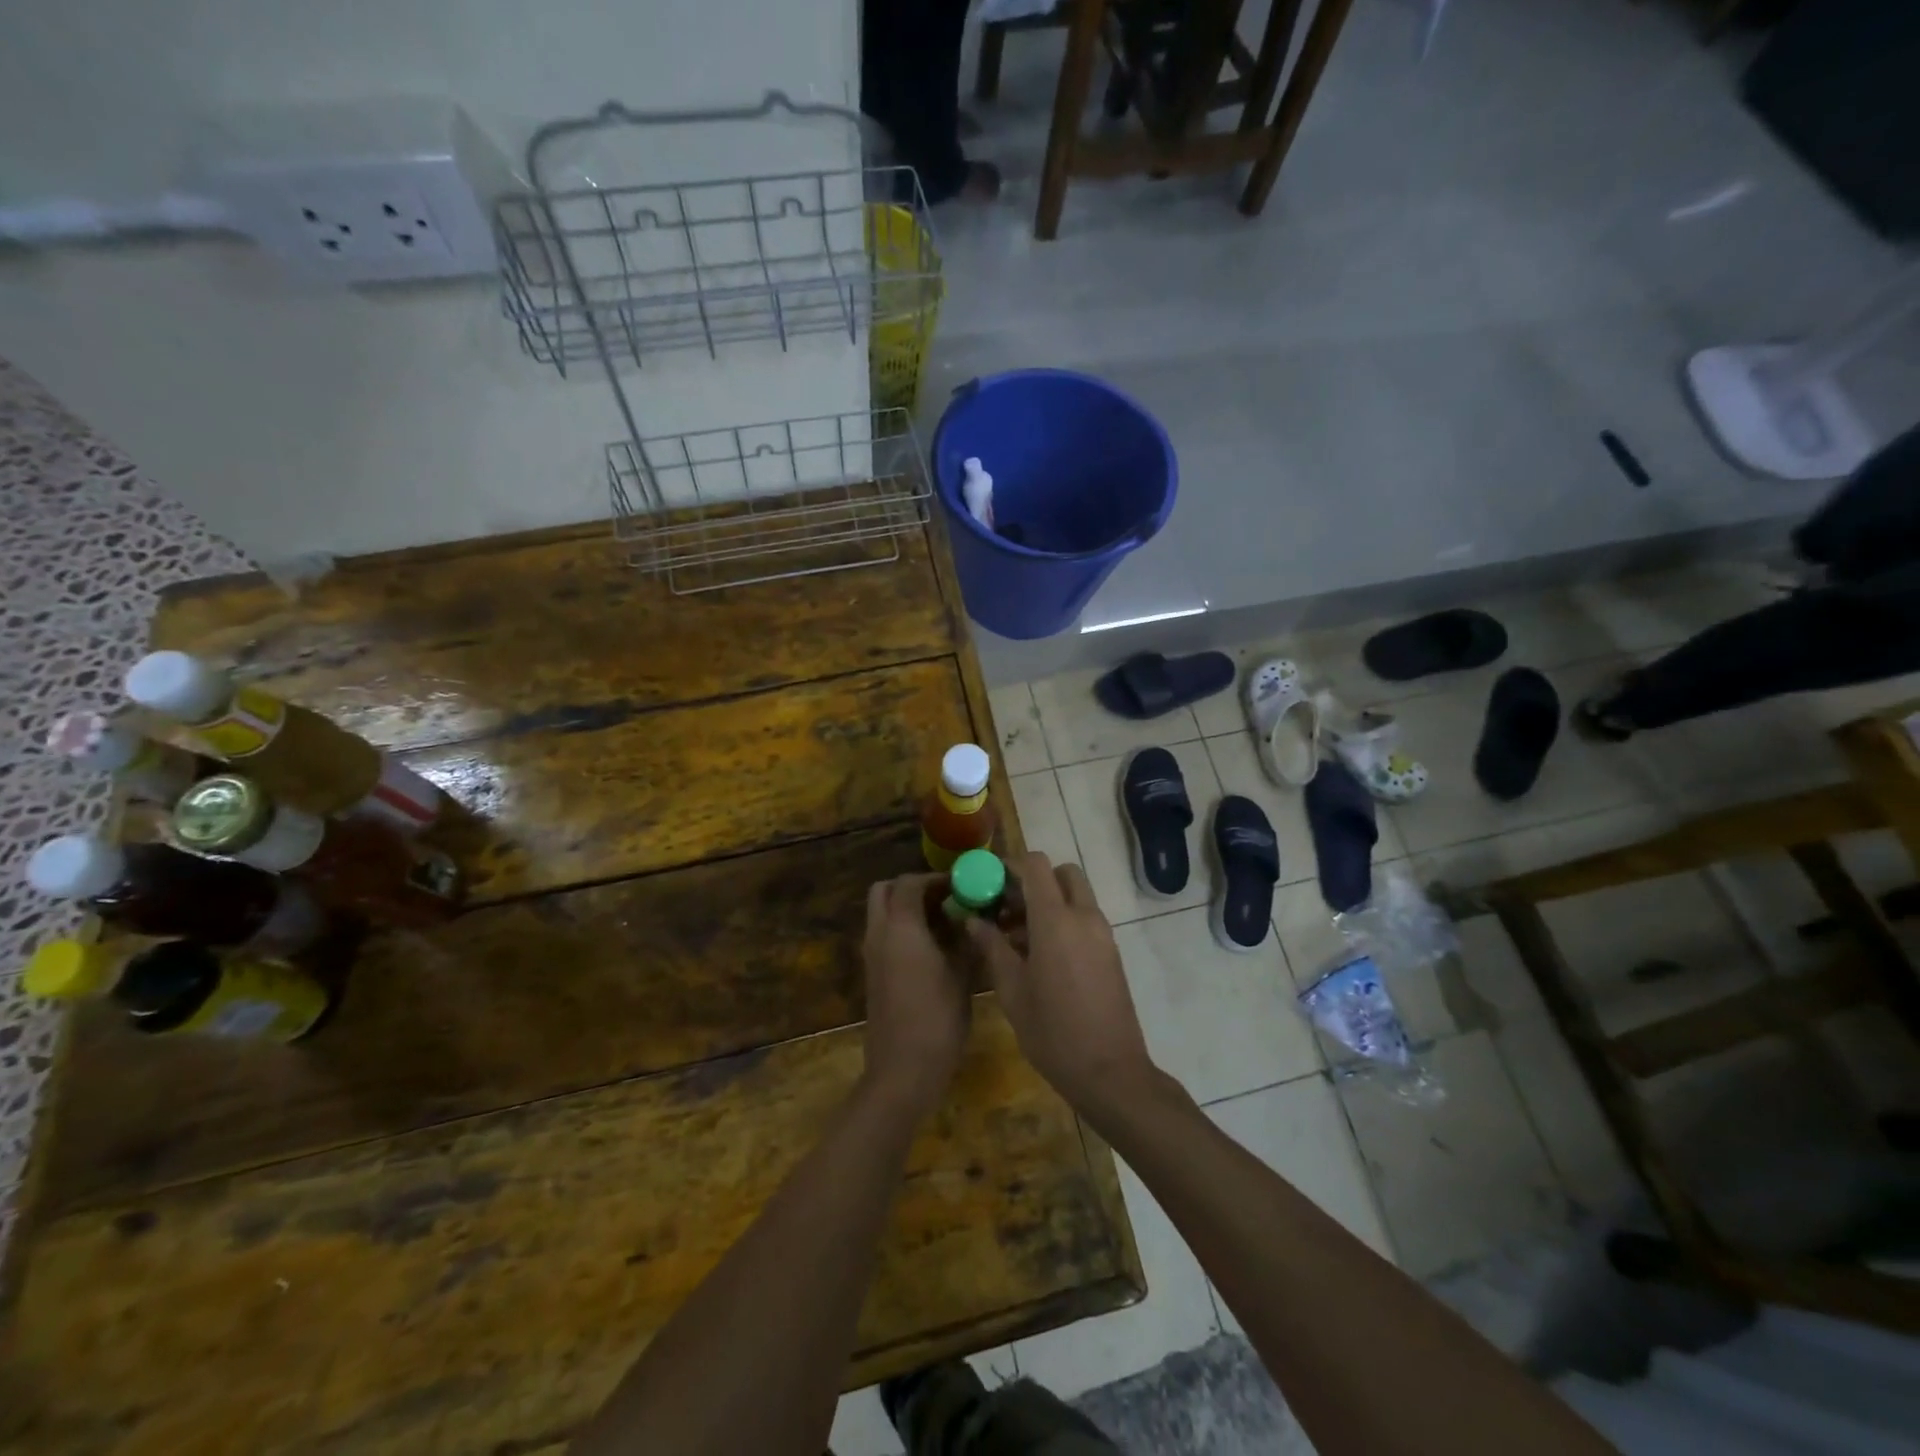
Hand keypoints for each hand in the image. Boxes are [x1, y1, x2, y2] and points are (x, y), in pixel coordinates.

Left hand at [860, 873, 971, 1119]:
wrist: (902, 1070)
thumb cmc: (937, 1018)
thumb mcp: (962, 975)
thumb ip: (966, 939)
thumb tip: (974, 918)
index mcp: (900, 927)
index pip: (909, 882)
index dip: (935, 879)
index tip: (961, 886)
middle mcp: (879, 933)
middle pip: (884, 891)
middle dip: (912, 888)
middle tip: (945, 899)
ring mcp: (871, 955)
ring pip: (881, 913)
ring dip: (906, 909)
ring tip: (945, 924)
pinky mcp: (872, 974)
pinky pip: (883, 936)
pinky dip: (903, 930)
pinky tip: (934, 949)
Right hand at [966, 853, 1157, 1116]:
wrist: (1110, 1071)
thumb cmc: (1053, 1032)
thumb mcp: (1012, 991)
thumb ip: (992, 947)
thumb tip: (973, 920)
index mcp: (1056, 921)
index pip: (1036, 865)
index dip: (1010, 866)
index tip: (989, 884)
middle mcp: (1084, 917)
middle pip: (1062, 873)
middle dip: (1034, 881)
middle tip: (1007, 907)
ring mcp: (1103, 933)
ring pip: (1075, 895)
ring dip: (1048, 901)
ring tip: (1015, 937)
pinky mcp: (1111, 951)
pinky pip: (1085, 917)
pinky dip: (1063, 919)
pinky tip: (1039, 955)